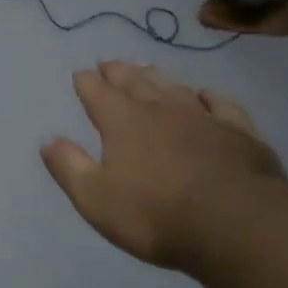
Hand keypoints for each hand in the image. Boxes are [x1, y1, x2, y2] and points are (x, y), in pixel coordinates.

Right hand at [41, 61, 287, 270]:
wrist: (236, 224)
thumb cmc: (156, 215)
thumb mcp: (96, 199)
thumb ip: (69, 167)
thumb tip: (48, 140)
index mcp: (123, 122)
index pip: (98, 94)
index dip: (86, 83)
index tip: (80, 74)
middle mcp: (160, 109)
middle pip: (135, 83)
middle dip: (119, 72)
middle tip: (109, 64)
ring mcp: (203, 117)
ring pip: (175, 88)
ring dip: (157, 77)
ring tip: (147, 69)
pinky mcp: (239, 132)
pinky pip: (220, 104)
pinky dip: (209, 96)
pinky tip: (205, 95)